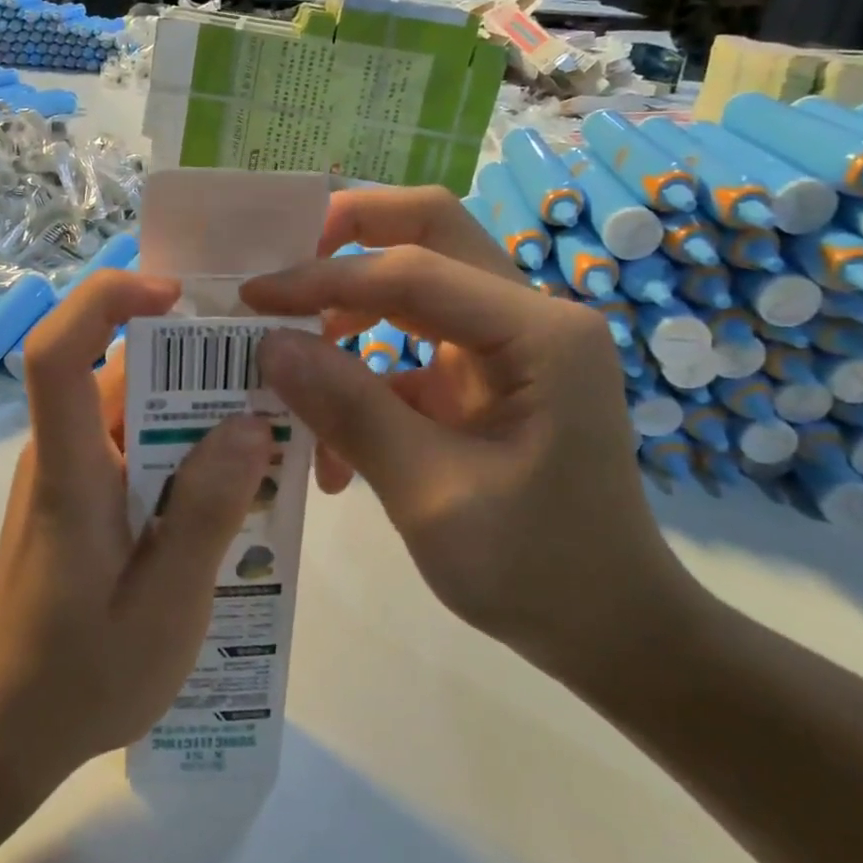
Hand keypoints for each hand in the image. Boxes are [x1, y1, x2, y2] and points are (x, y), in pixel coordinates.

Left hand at [0, 272, 273, 844]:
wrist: (5, 729)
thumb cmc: (79, 677)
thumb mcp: (163, 607)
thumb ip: (206, 513)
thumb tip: (250, 422)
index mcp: (68, 471)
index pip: (58, 352)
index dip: (108, 300)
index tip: (178, 296)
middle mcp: (62, 454)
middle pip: (120, 371)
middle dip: (198, 361)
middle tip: (277, 380)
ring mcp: (72, 474)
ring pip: (138, 408)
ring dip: (201, 410)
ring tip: (274, 434)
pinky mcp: (85, 497)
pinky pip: (139, 446)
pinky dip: (188, 448)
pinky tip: (239, 484)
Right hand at [240, 187, 700, 683]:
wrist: (610, 629)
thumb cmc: (537, 570)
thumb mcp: (431, 495)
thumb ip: (350, 410)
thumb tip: (269, 344)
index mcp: (538, 334)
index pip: (413, 270)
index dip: (323, 278)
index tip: (251, 299)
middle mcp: (529, 318)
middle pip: (432, 233)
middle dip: (349, 236)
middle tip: (282, 264)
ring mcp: (508, 345)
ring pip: (416, 284)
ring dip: (348, 307)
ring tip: (290, 356)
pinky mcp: (484, 378)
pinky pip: (411, 346)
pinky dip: (363, 371)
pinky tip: (331, 440)